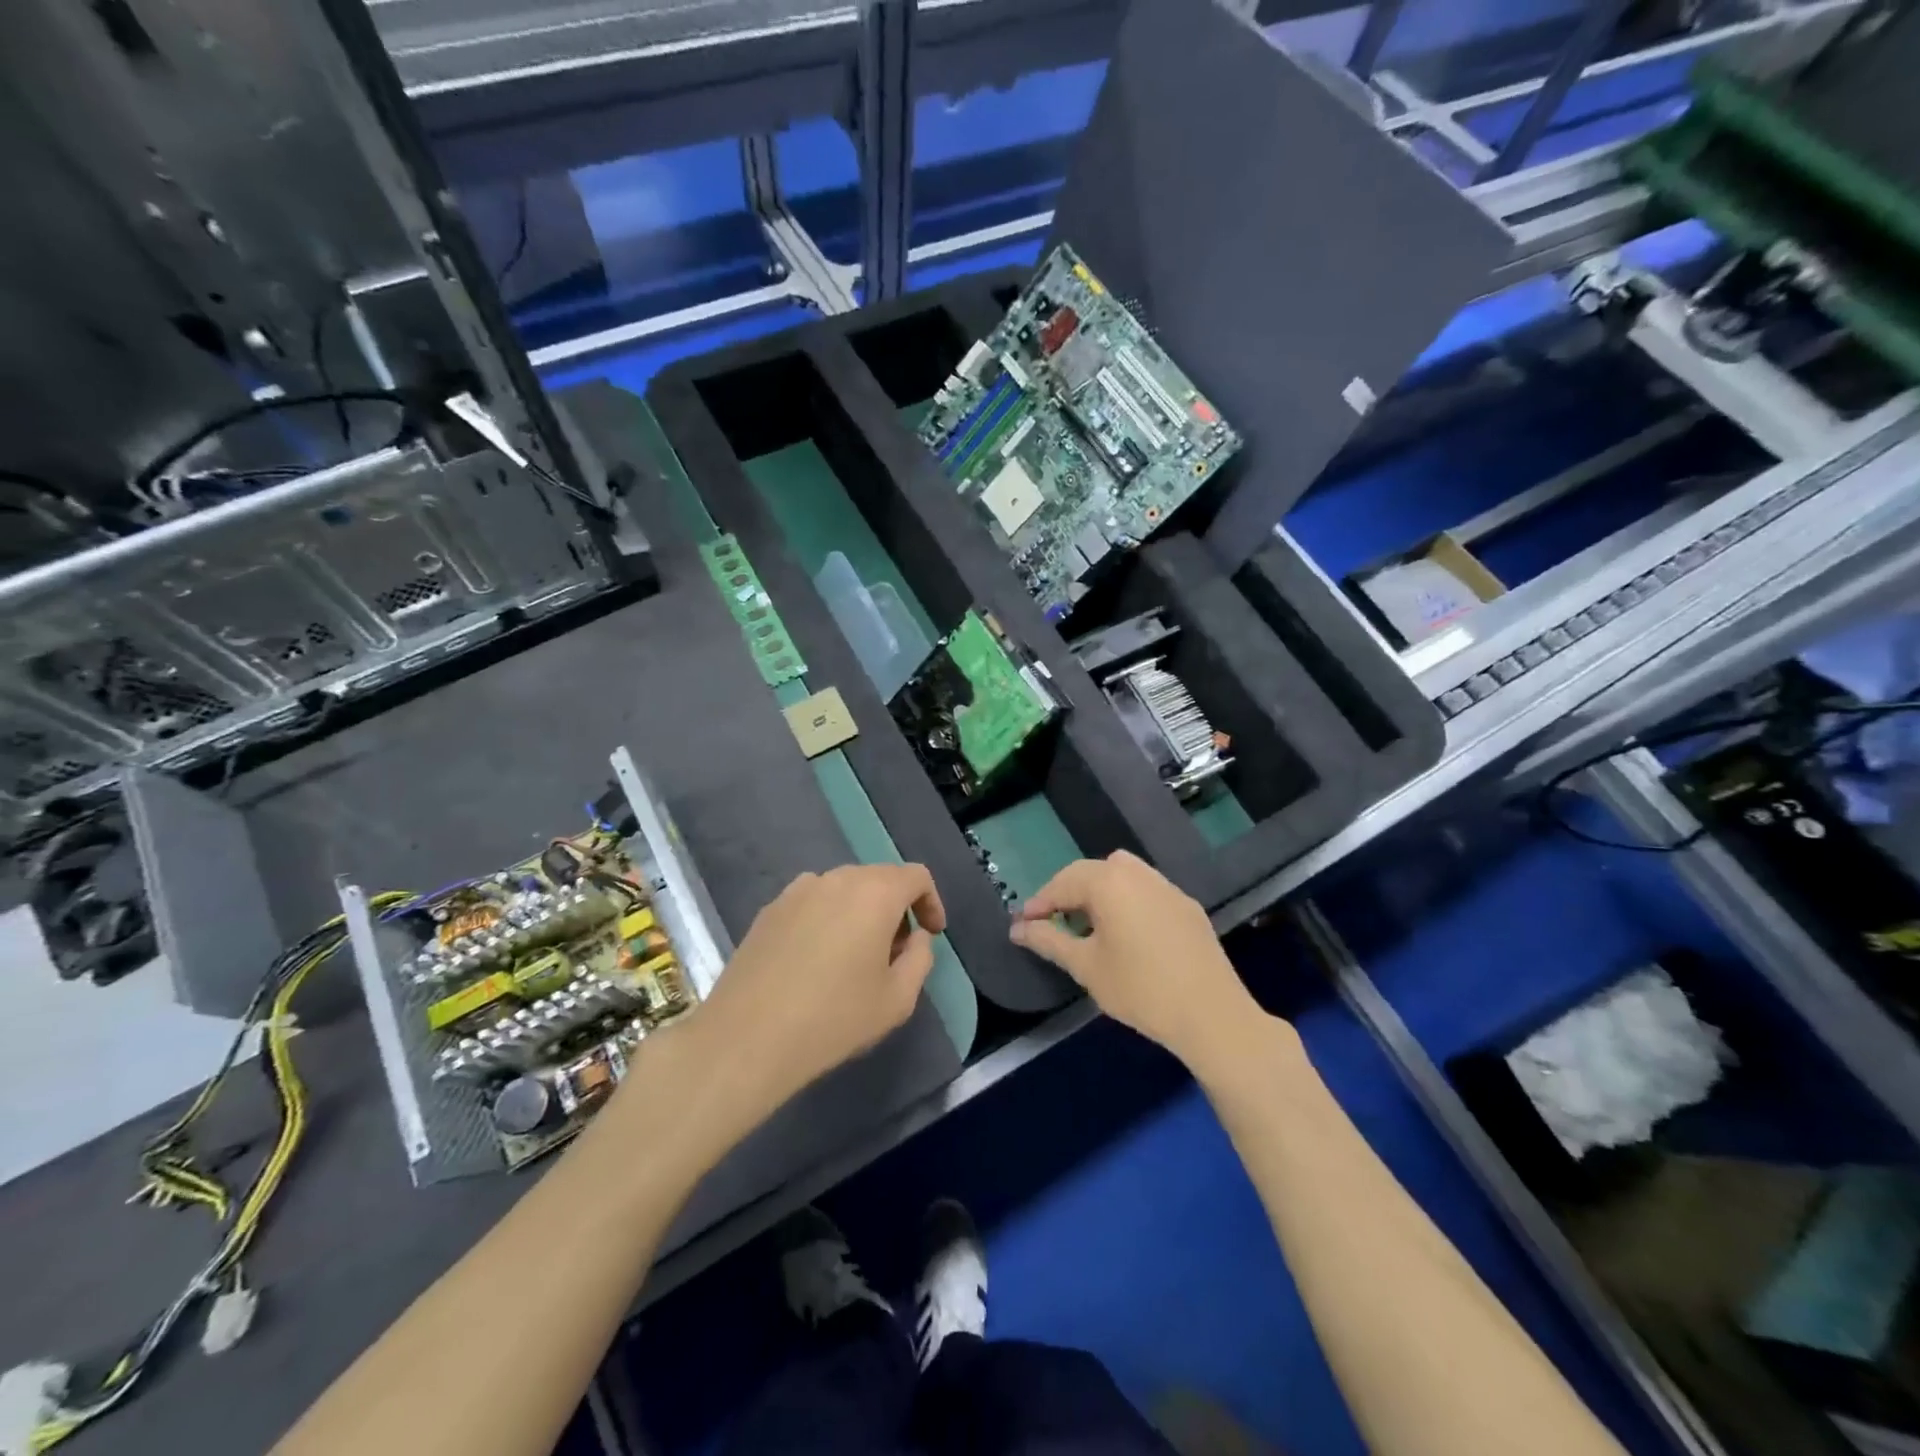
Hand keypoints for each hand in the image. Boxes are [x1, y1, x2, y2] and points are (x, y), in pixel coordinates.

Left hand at [691, 864, 944, 1116]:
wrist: (747, 1037)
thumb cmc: (833, 1018)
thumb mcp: (897, 999)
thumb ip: (920, 958)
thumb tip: (915, 937)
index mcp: (874, 893)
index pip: (916, 876)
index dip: (931, 902)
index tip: (931, 935)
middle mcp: (836, 879)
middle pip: (879, 879)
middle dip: (896, 908)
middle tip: (896, 952)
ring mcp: (797, 891)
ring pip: (844, 889)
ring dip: (860, 912)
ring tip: (854, 956)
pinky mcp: (769, 909)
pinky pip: (813, 902)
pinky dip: (828, 918)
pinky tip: (816, 959)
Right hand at [1010, 851, 1255, 1067]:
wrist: (1211, 1014)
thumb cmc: (1140, 989)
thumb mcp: (1086, 966)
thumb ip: (1049, 941)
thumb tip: (1018, 928)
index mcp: (1109, 882)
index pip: (1062, 883)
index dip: (1039, 903)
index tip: (1023, 925)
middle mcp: (1138, 873)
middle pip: (1091, 872)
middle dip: (1066, 893)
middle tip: (1051, 923)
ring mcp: (1167, 887)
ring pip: (1121, 874)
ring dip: (1098, 891)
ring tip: (1087, 925)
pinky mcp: (1187, 905)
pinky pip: (1146, 890)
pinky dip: (1126, 900)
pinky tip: (1126, 933)